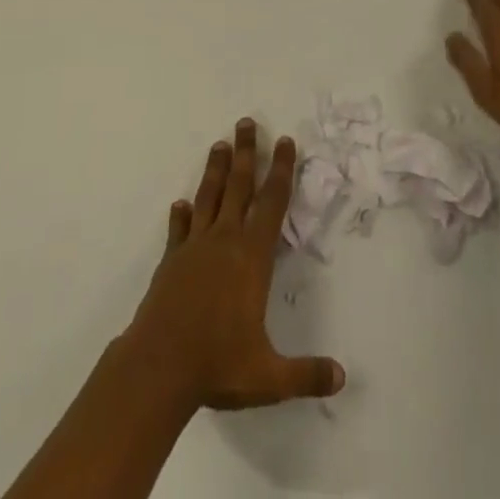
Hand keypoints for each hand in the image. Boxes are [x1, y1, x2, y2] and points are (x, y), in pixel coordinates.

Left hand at [125, 119, 344, 411]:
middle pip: (238, 185)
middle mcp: (224, 241)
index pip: (272, 203)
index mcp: (251, 257)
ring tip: (219, 144)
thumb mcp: (268, 376)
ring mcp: (194, 248)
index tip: (285, 141)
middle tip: (247, 122)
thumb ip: (305, 373)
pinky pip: (178, 230)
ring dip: (215, 170)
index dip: (281, 170)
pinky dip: (181, 215)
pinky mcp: (171, 261)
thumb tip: (341, 378)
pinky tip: (180, 204)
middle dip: (246, 152)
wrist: (158, 368)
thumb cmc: (217, 364)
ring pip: (208, 197)